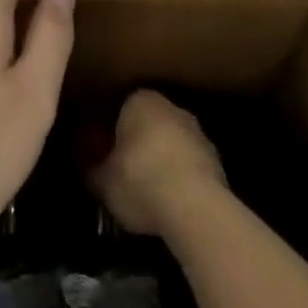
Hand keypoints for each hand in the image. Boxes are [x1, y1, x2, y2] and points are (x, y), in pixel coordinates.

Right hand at [92, 89, 227, 236]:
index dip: (110, 133)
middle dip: (140, 145)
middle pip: (149, 125)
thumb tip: (89, 170)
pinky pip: (191, 168)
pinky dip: (183, 182)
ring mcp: (199, 134)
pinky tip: (173, 205)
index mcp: (140, 99)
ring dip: (164, 162)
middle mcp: (171, 107)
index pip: (120, 109)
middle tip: (126, 173)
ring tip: (151, 194)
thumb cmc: (140, 180)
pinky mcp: (218, 164)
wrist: (195, 209)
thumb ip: (93, 170)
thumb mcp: (103, 180)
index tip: (104, 155)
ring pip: (173, 145)